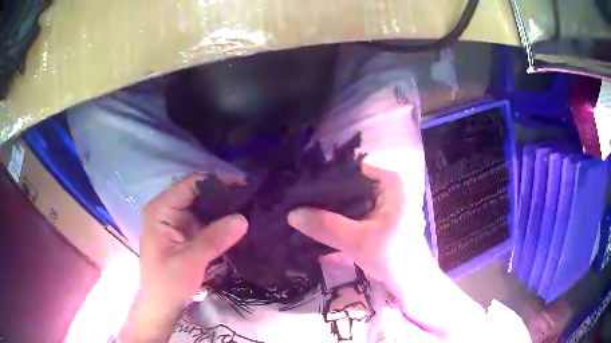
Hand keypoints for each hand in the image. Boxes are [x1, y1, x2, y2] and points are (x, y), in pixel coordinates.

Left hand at [120, 174, 247, 341]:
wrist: (162, 304)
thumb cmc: (168, 283)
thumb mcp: (190, 261)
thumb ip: (214, 238)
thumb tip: (243, 218)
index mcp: (161, 209)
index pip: (191, 185)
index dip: (218, 182)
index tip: (244, 187)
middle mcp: (167, 209)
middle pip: (198, 193)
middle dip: (223, 196)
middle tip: (251, 200)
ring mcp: (176, 221)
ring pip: (203, 206)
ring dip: (223, 209)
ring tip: (249, 209)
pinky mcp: (184, 232)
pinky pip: (204, 220)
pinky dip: (220, 222)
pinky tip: (236, 224)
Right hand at [288, 164, 413, 283]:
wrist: (411, 282)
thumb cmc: (393, 256)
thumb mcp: (357, 240)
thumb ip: (325, 225)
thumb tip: (291, 213)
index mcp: (390, 181)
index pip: (349, 171)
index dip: (324, 180)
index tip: (299, 192)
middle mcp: (388, 187)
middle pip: (349, 187)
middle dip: (324, 198)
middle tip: (297, 204)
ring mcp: (384, 204)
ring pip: (350, 202)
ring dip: (330, 211)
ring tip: (303, 214)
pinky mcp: (379, 219)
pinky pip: (354, 214)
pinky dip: (339, 220)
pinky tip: (319, 226)